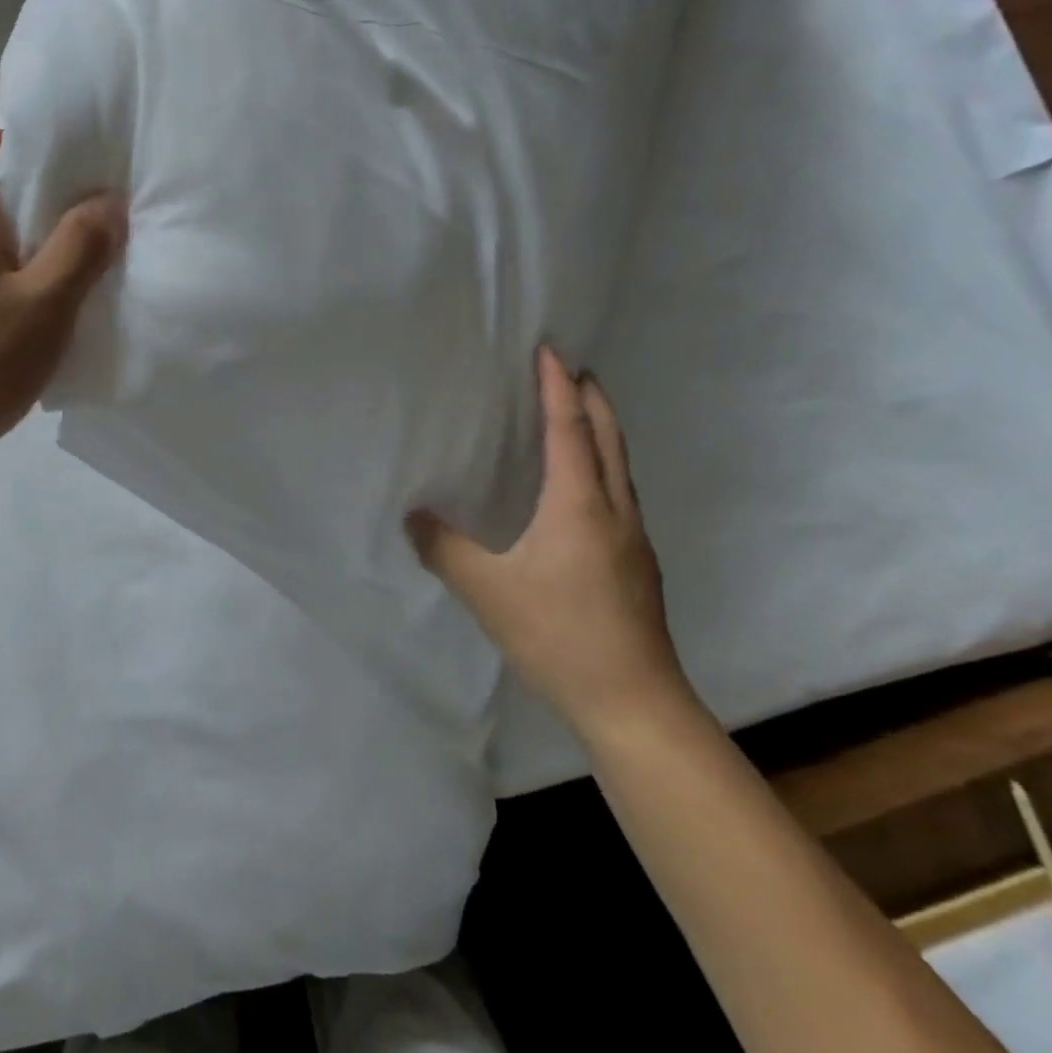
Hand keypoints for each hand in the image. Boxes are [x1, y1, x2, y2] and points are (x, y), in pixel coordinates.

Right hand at [407, 348, 685, 734]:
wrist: (634, 702)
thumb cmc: (559, 635)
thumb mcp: (487, 591)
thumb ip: (444, 549)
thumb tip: (412, 515)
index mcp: (579, 504)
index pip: (569, 429)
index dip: (558, 387)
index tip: (550, 350)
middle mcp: (614, 510)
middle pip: (609, 438)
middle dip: (592, 399)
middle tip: (573, 369)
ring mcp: (634, 538)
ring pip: (621, 467)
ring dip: (602, 431)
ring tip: (578, 416)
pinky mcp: (638, 564)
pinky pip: (620, 493)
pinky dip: (603, 466)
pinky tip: (584, 490)